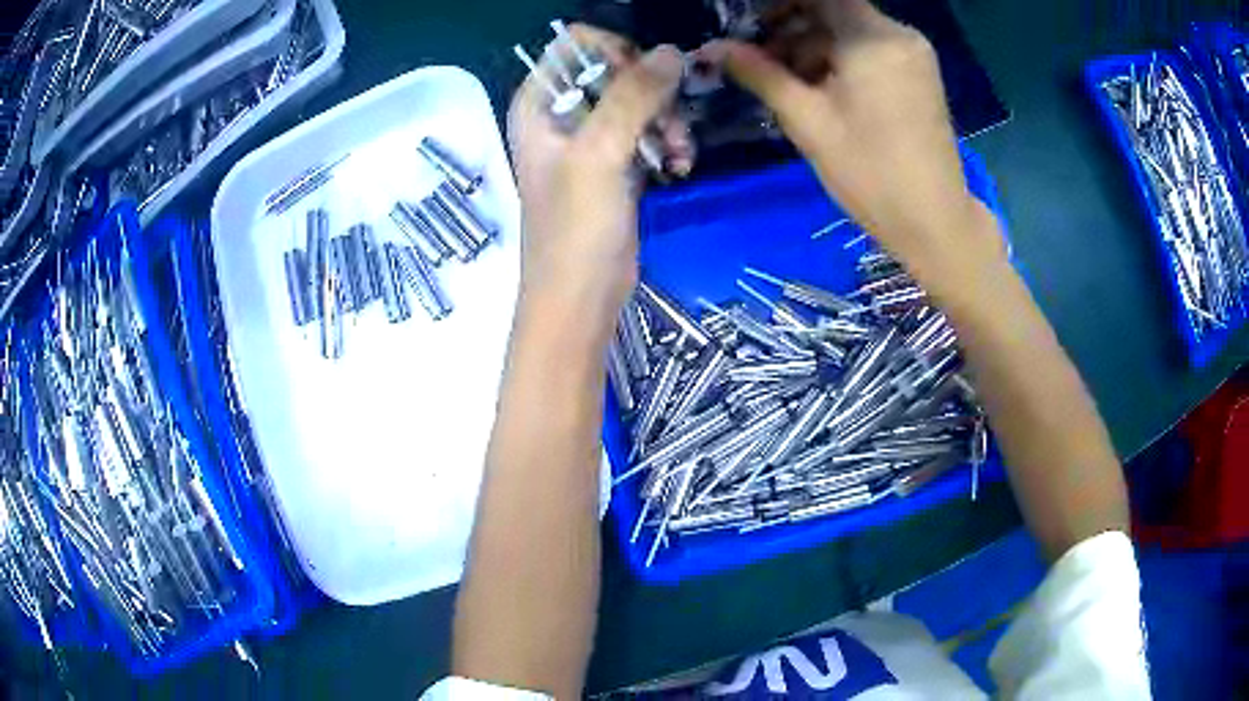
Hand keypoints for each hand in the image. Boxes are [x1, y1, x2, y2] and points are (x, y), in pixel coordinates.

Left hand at [508, 27, 688, 312]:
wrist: (580, 298)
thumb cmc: (575, 229)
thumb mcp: (599, 155)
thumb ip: (632, 97)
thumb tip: (673, 52)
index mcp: (539, 102)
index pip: (578, 45)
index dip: (617, 53)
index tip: (645, 81)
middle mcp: (560, 113)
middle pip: (615, 68)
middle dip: (651, 90)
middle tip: (669, 124)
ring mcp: (589, 139)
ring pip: (637, 100)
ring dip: (666, 120)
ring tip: (678, 153)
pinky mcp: (614, 164)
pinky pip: (647, 131)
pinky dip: (667, 142)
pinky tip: (679, 165)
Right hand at [700, 0, 1001, 270]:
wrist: (934, 221)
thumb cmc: (870, 173)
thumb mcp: (808, 122)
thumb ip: (760, 74)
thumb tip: (713, 48)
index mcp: (872, 38)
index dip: (779, 5)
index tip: (751, 24)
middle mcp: (898, 34)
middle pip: (834, 8)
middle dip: (791, 24)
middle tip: (758, 55)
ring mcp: (913, 53)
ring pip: (850, 29)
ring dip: (813, 44)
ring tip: (784, 80)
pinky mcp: (919, 72)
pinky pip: (870, 47)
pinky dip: (840, 57)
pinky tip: (820, 87)